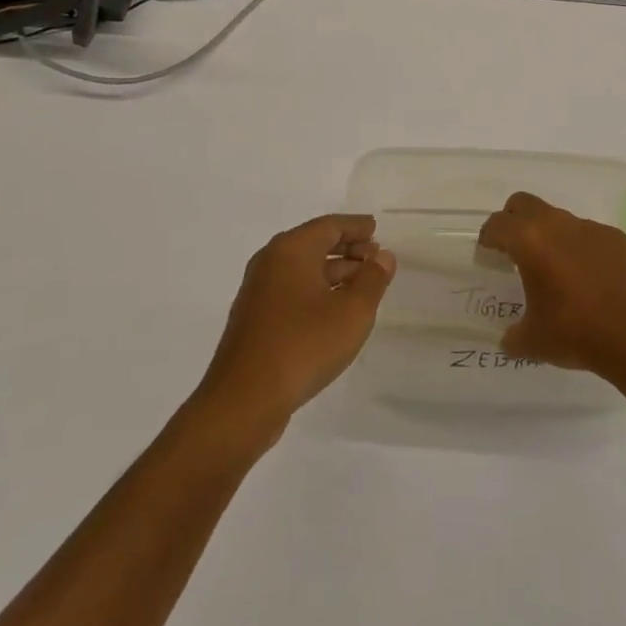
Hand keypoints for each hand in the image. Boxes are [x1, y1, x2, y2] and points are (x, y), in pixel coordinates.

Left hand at [197, 215, 394, 434]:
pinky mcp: (254, 318)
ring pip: (303, 268)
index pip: (330, 225)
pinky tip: (334, 310)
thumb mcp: (352, 312)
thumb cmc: (303, 345)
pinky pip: (292, 289)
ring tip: (362, 285)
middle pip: (314, 243)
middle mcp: (271, 261)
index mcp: (291, 249)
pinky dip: (317, 290)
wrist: (244, 400)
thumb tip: (382, 256)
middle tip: (375, 258)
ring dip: (334, 272)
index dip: (356, 226)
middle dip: (347, 248)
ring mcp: (258, 290)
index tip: (376, 229)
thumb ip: (372, 279)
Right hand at [478, 191, 625, 377]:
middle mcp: (557, 224)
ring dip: (550, 235)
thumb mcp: (534, 341)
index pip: (498, 224)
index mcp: (529, 240)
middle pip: (524, 204)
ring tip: (555, 268)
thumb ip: (514, 335)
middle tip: (514, 248)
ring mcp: (589, 227)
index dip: (488, 237)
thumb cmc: (576, 332)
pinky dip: (580, 248)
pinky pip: (588, 235)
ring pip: (559, 218)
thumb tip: (508, 339)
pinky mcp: (616, 238)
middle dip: (514, 220)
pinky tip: (588, 278)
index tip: (487, 251)